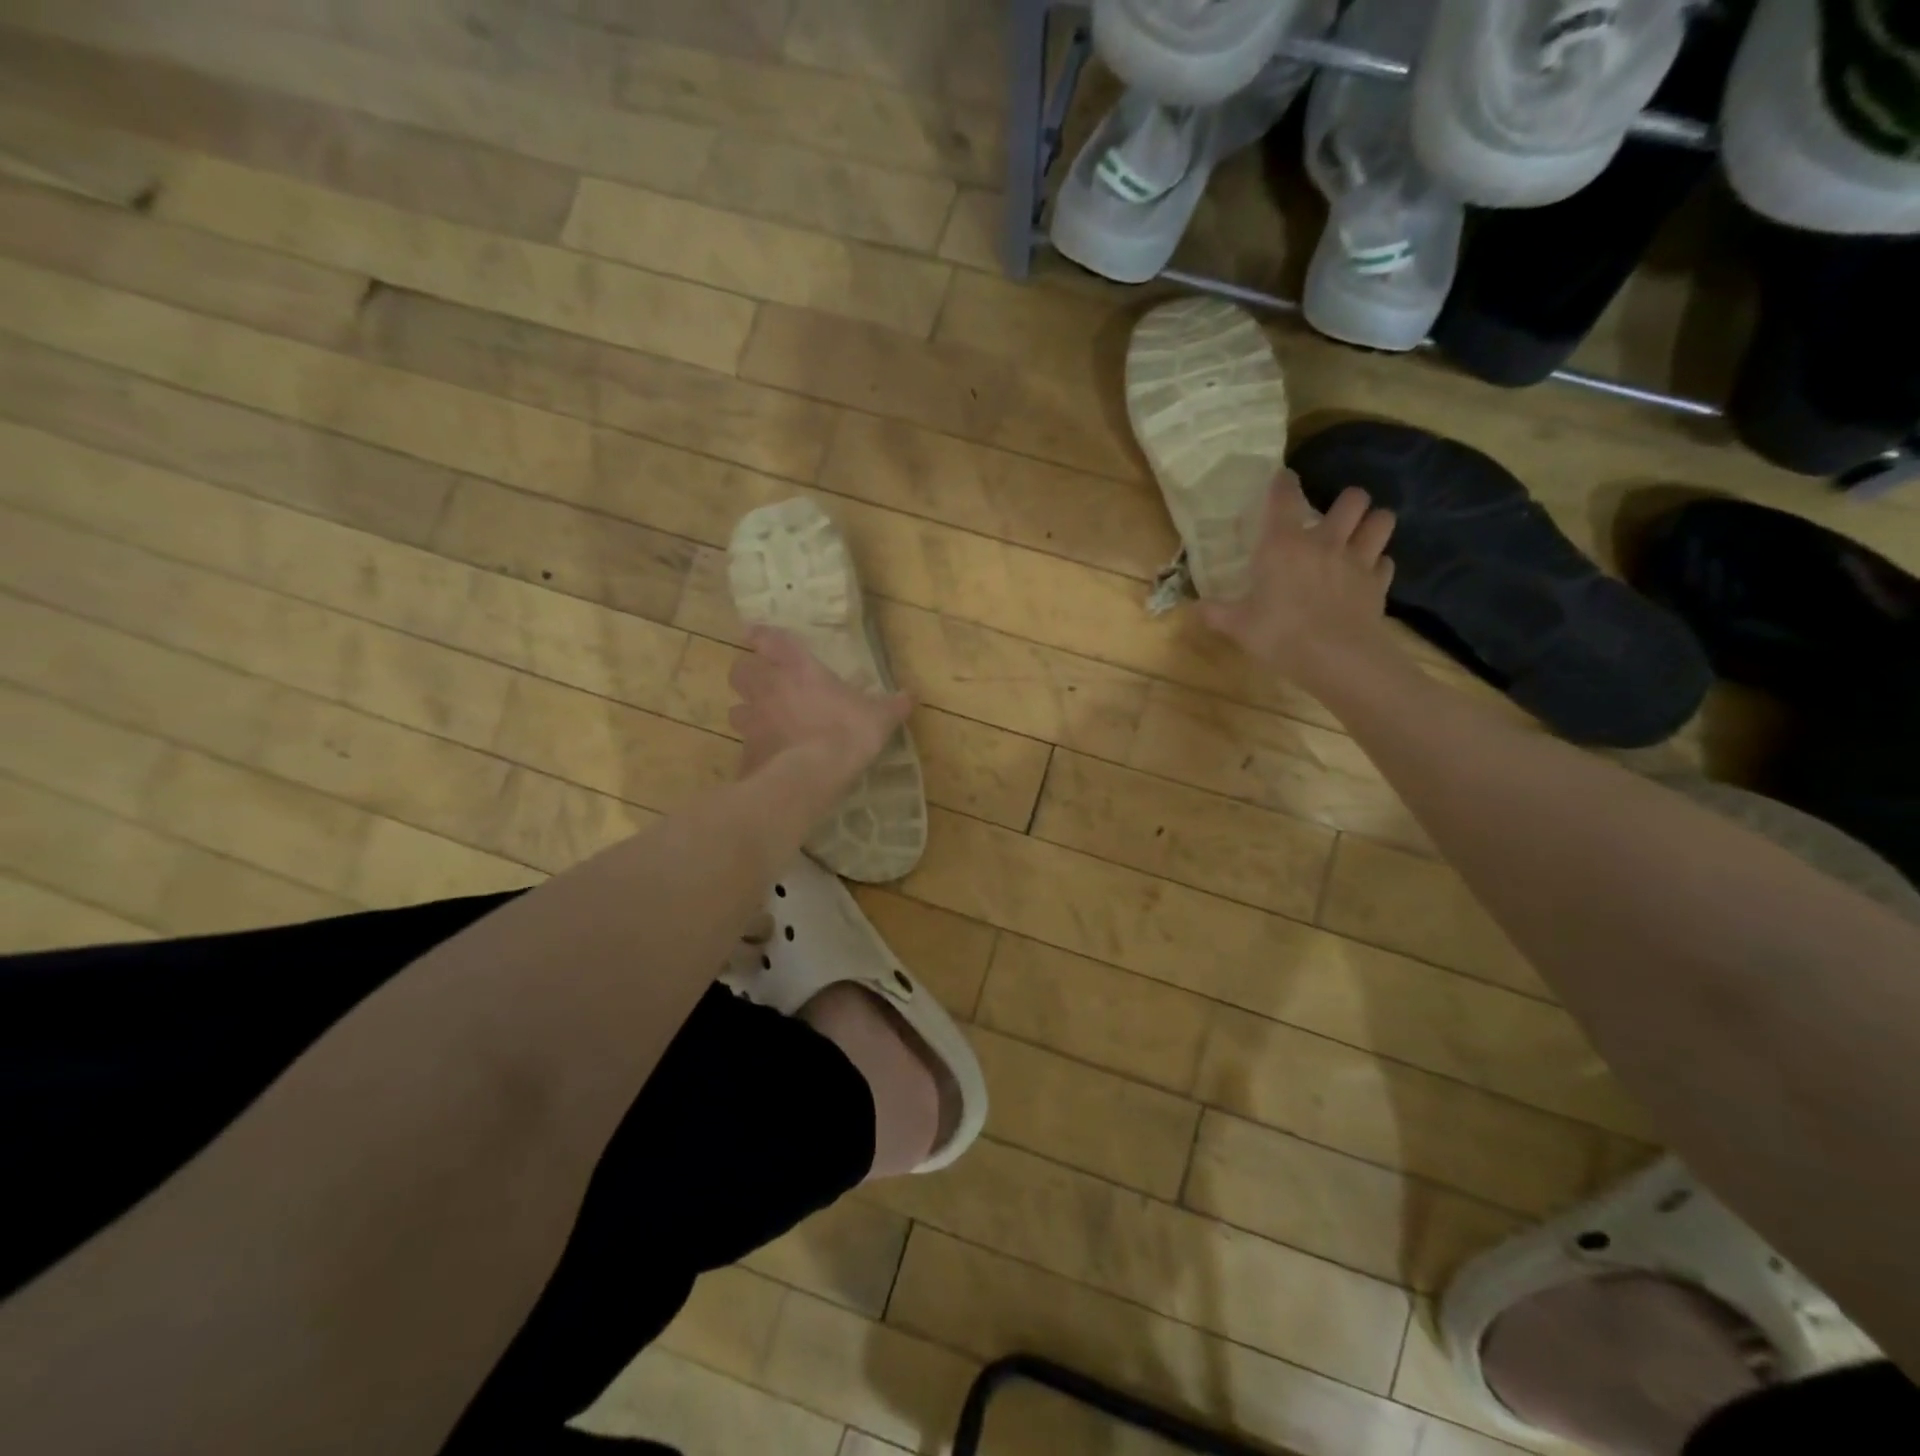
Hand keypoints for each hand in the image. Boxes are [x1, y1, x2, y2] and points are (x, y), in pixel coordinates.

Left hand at [728, 626, 912, 779]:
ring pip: (736, 708)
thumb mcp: (879, 718)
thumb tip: (910, 696)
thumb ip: (892, 705)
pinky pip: (744, 746)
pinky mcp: (747, 752)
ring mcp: (753, 721)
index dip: (761, 635)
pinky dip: (753, 749)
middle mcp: (769, 689)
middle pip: (740, 670)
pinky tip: (766, 759)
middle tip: (761, 682)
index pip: (771, 640)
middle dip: (748, 673)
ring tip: (760, 721)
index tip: (754, 634)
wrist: (811, 775)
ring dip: (746, 711)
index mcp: (800, 669)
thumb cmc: (847, 732)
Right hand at [1200, 471, 1397, 681]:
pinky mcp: (1379, 583)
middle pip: (1352, 499)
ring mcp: (1358, 560)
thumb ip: (1216, 612)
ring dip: (1373, 523)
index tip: (1282, 479)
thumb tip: (1193, 608)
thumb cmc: (1280, 635)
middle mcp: (1325, 542)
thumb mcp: (1238, 626)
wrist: (1336, 658)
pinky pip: (1386, 562)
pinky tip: (1367, 574)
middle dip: (1347, 501)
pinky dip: (1378, 564)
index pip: (1285, 497)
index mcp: (1283, 545)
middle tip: (1334, 516)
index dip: (1284, 482)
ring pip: (1381, 521)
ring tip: (1361, 534)